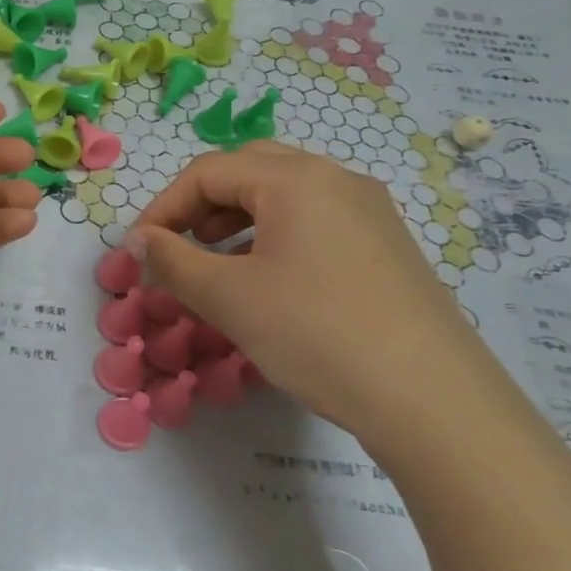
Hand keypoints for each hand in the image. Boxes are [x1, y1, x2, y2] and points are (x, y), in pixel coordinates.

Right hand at [128, 142, 500, 442]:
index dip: (163, 206)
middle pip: (250, 170)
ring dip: (239, 219)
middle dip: (203, 204)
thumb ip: (172, 261)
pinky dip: (277, 236)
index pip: (208, 172)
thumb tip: (138, 241)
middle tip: (180, 245)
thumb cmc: (316, 334)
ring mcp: (370, 211)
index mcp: (296, 179)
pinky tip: (269, 280)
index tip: (139, 250)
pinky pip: (317, 221)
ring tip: (217, 264)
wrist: (432, 400)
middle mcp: (337, 179)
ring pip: (286, 195)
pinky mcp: (388, 246)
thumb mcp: (229, 298)